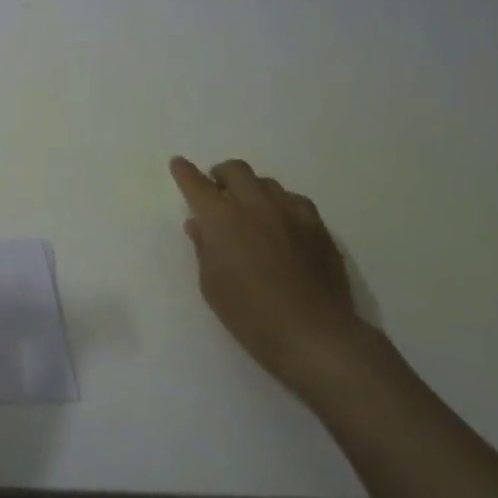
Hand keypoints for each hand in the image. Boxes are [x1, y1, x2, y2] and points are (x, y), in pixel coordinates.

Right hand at [168, 156, 381, 400]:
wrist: (313, 334)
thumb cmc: (248, 313)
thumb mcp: (210, 283)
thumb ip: (204, 247)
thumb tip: (200, 225)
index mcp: (222, 218)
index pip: (197, 184)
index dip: (185, 172)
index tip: (179, 164)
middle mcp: (255, 206)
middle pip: (236, 170)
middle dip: (221, 174)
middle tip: (217, 190)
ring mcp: (291, 214)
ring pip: (267, 183)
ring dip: (252, 189)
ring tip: (250, 210)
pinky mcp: (318, 228)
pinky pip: (295, 202)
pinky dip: (281, 205)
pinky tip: (282, 224)